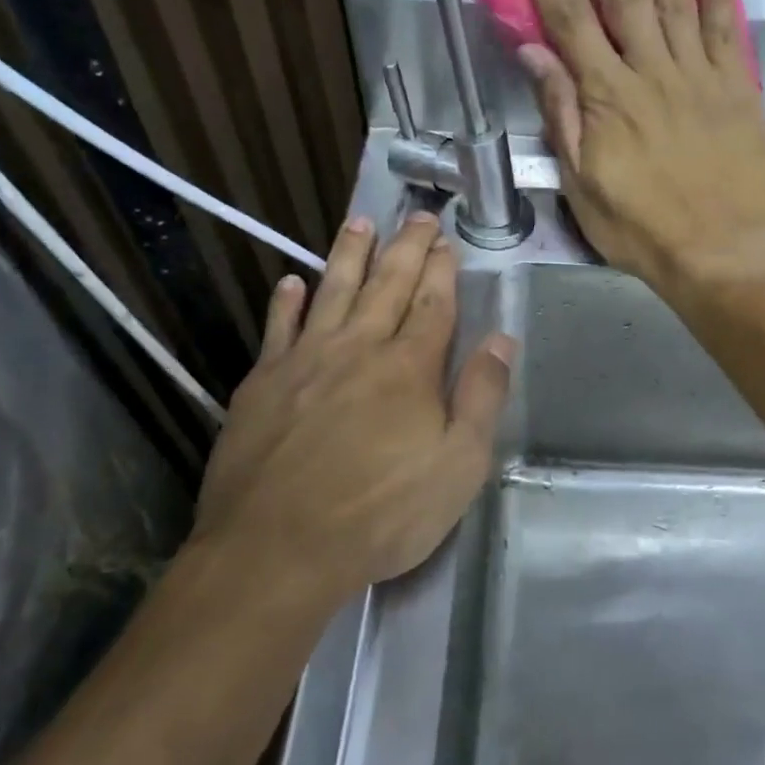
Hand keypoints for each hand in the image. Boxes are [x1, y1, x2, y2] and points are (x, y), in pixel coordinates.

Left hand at [187, 213, 515, 600]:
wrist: (278, 548)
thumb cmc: (382, 513)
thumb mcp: (458, 466)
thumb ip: (482, 398)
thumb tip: (502, 340)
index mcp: (409, 368)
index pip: (433, 305)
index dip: (443, 270)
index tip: (448, 241)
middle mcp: (358, 349)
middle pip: (387, 285)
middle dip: (406, 248)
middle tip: (417, 216)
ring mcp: (305, 362)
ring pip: (332, 291)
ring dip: (349, 254)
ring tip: (360, 222)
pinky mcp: (262, 383)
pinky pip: (278, 329)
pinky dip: (286, 302)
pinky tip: (291, 282)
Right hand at [505, 0, 764, 294]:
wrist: (716, 253)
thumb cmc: (639, 229)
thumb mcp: (582, 186)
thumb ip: (562, 116)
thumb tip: (535, 54)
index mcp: (607, 99)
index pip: (568, 18)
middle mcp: (651, 73)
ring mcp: (699, 75)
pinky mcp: (737, 86)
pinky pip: (727, 26)